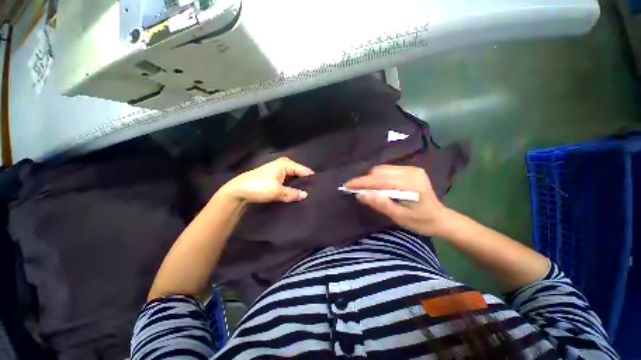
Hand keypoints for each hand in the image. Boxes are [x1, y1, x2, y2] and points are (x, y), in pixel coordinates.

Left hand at [221, 157, 313, 202]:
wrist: (238, 191)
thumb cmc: (259, 187)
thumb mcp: (277, 191)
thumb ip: (293, 193)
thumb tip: (306, 195)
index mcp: (285, 164)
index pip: (303, 170)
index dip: (310, 178)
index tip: (320, 186)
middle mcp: (283, 165)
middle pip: (298, 173)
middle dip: (305, 181)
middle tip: (314, 190)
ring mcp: (278, 171)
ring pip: (293, 177)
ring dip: (298, 184)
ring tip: (307, 192)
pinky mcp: (274, 177)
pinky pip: (288, 180)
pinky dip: (291, 185)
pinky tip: (295, 192)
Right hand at [346, 165, 449, 235]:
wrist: (440, 218)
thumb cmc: (421, 221)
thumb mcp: (399, 217)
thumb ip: (380, 204)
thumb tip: (360, 194)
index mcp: (411, 184)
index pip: (381, 180)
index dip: (362, 182)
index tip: (348, 185)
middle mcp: (411, 171)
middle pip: (380, 171)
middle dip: (365, 180)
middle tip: (354, 190)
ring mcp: (411, 169)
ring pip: (383, 169)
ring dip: (371, 178)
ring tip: (364, 188)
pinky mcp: (410, 170)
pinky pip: (388, 170)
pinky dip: (378, 177)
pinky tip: (376, 186)